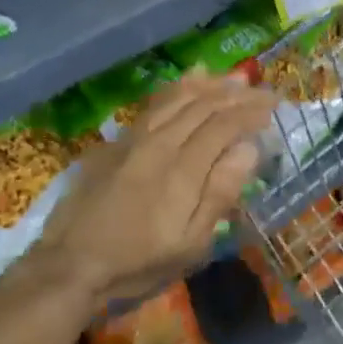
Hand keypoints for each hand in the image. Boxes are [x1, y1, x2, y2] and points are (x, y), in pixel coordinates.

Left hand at [19, 73, 275, 306]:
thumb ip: (220, 193)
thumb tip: (248, 149)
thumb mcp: (191, 243)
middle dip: (236, 94)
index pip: (224, 125)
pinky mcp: (113, 144)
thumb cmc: (138, 263)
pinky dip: (173, 90)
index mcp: (183, 168)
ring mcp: (132, 140)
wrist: (69, 266)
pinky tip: (183, 85)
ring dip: (207, 85)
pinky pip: (150, 106)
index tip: (274, 104)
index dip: (251, 111)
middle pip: (202, 106)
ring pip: (175, 99)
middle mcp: (160, 143)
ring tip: (229, 77)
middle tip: (260, 89)